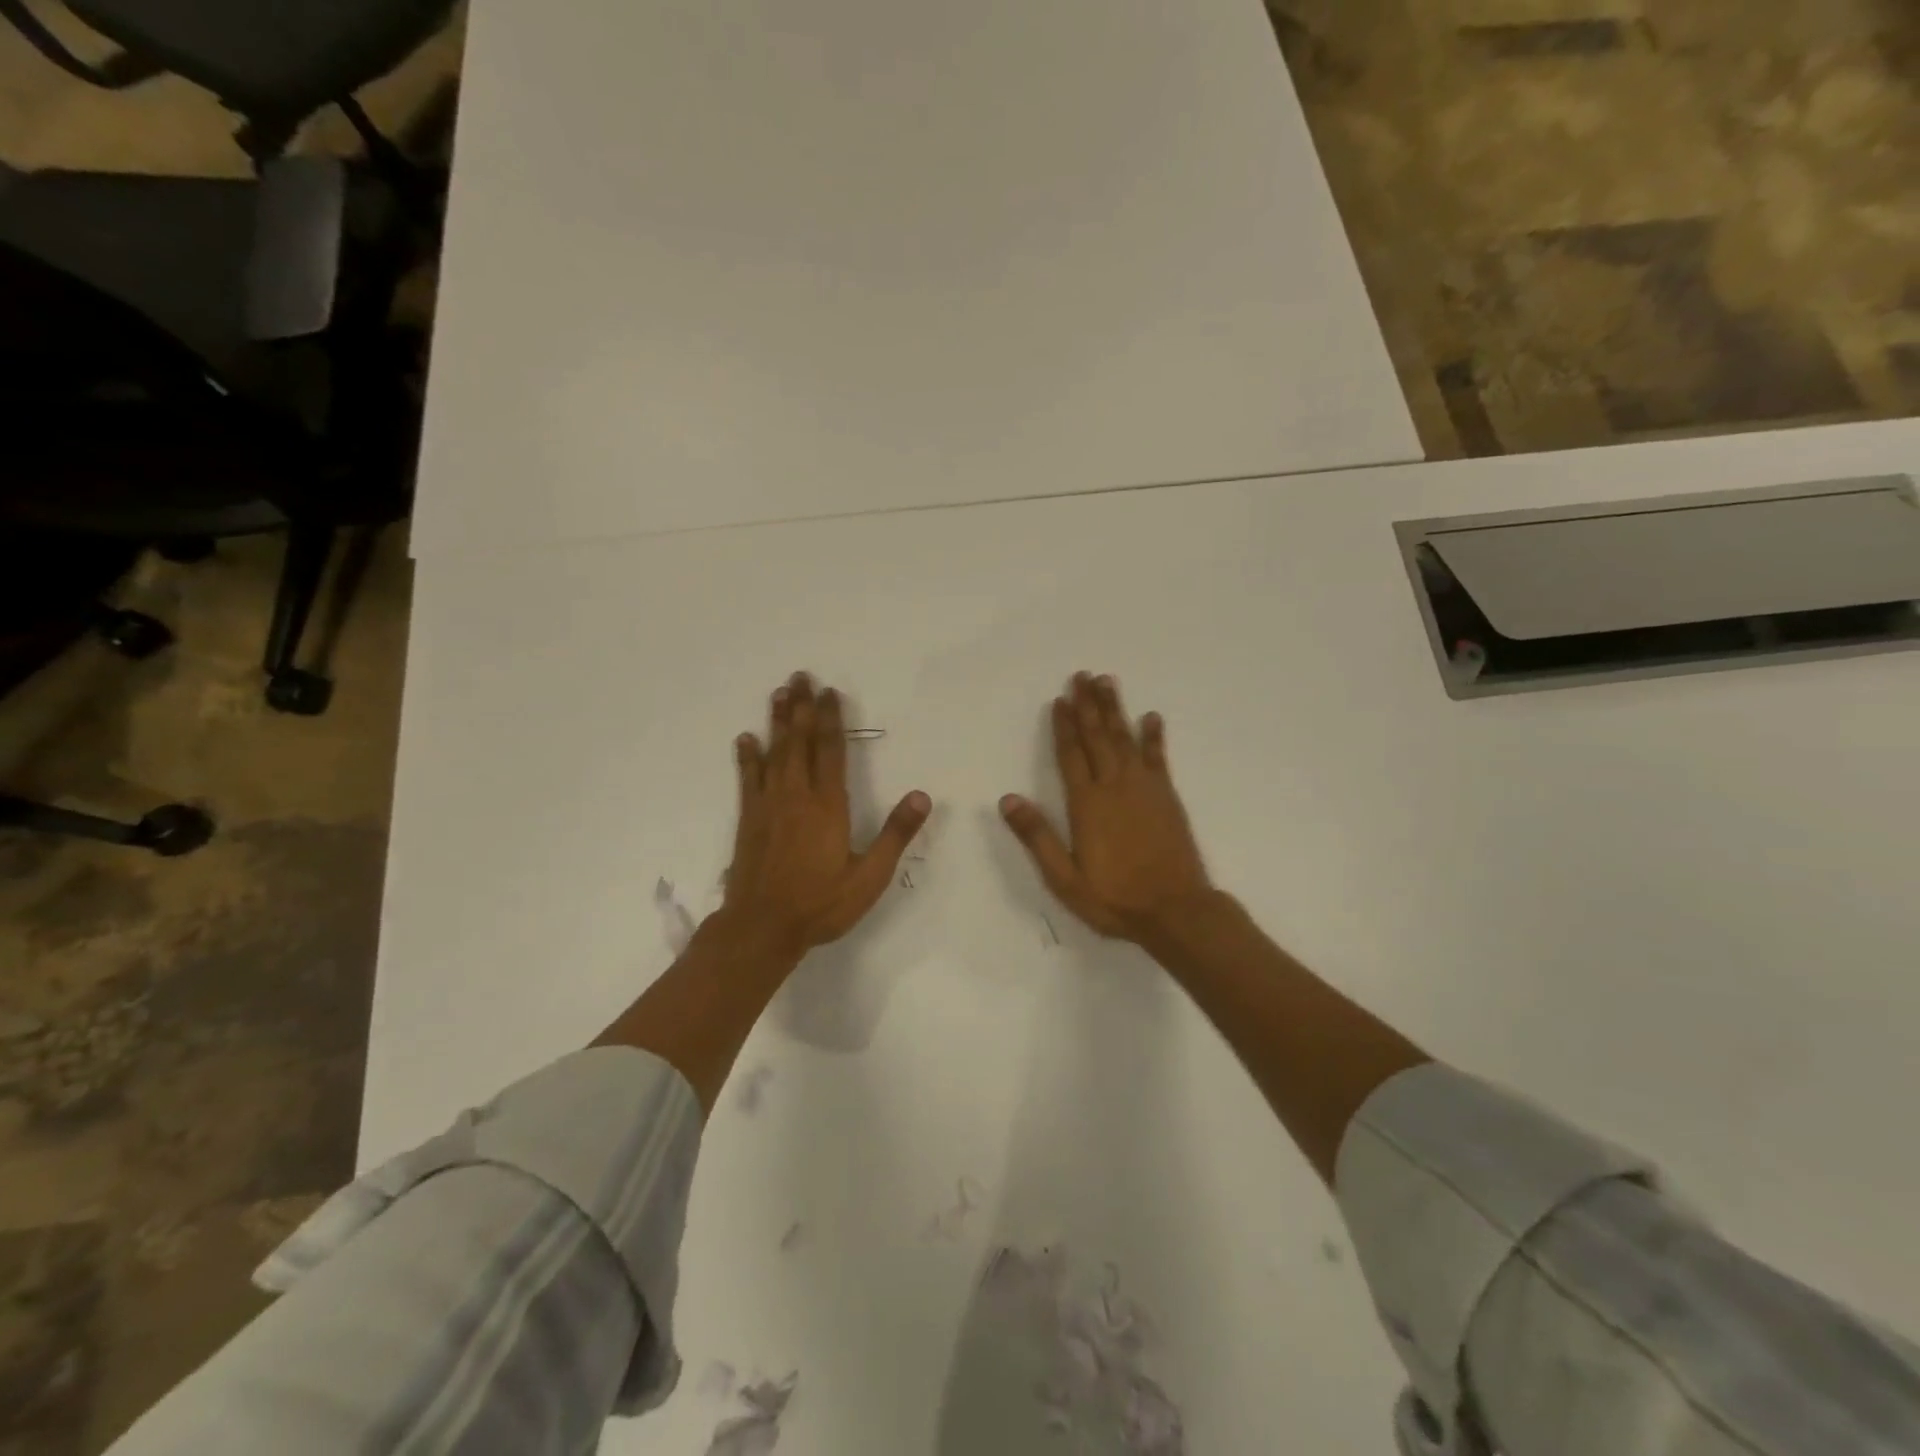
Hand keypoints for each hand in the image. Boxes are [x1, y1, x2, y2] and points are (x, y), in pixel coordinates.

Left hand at [723, 671, 931, 954]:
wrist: (762, 927)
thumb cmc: (821, 903)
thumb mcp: (869, 876)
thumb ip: (895, 834)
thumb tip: (922, 796)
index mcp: (828, 805)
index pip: (831, 750)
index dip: (830, 719)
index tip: (830, 692)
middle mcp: (796, 795)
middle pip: (799, 741)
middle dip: (801, 707)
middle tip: (800, 676)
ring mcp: (768, 805)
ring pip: (773, 752)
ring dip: (776, 721)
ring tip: (778, 693)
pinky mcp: (749, 819)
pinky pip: (748, 778)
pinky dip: (747, 757)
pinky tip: (745, 738)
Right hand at [1000, 672, 1215, 942]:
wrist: (1175, 910)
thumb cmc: (1114, 897)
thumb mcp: (1064, 877)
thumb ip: (1037, 836)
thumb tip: (1008, 799)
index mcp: (1087, 804)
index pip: (1071, 755)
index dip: (1063, 726)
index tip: (1059, 699)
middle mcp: (1114, 786)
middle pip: (1098, 737)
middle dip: (1088, 705)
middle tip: (1082, 675)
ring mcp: (1144, 788)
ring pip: (1125, 738)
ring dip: (1115, 709)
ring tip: (1108, 682)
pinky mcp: (1167, 796)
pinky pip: (1157, 758)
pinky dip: (1154, 736)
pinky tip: (1152, 717)